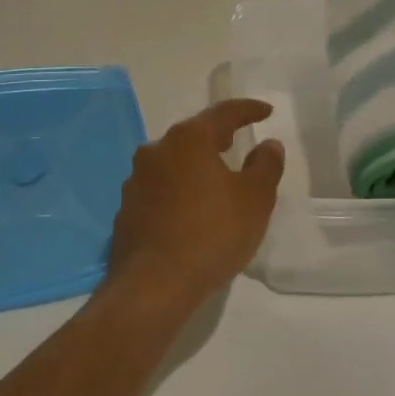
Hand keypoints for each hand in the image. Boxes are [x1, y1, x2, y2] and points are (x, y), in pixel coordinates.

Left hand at [108, 100, 285, 308]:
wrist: (152, 286)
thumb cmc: (211, 234)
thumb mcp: (255, 200)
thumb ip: (265, 166)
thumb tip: (268, 144)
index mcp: (188, 139)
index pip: (223, 113)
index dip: (248, 110)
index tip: (266, 111)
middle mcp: (157, 150)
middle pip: (193, 135)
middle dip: (217, 138)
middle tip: (238, 142)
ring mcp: (136, 180)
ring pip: (173, 163)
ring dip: (195, 168)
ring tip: (215, 182)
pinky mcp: (126, 210)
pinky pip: (159, 191)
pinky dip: (178, 193)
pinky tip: (190, 213)